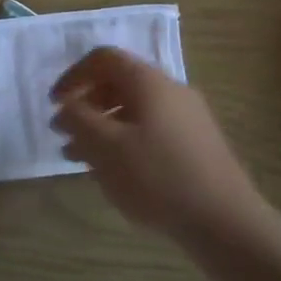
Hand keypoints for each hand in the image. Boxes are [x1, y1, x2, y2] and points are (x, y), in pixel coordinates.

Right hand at [51, 48, 265, 240]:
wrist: (226, 222)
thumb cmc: (158, 177)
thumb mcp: (106, 147)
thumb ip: (79, 119)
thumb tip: (66, 105)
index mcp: (149, 81)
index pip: (103, 58)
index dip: (73, 76)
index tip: (54, 104)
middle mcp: (171, 90)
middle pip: (118, 84)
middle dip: (86, 106)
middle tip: (63, 134)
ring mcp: (188, 118)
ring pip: (134, 111)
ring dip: (102, 128)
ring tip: (79, 159)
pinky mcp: (196, 146)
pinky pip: (151, 131)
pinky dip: (124, 143)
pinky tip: (114, 174)